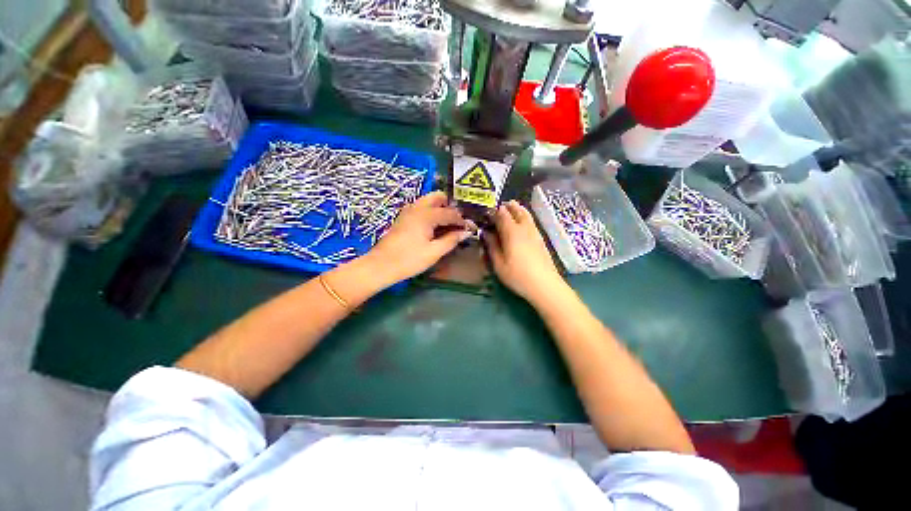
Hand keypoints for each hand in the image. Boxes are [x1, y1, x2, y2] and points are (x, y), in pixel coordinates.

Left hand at [368, 191, 470, 283]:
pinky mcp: (403, 218)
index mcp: (426, 215)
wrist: (381, 266)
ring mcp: (408, 211)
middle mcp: (417, 207)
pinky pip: (421, 208)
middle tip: (457, 221)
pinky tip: (434, 227)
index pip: (450, 213)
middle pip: (437, 197)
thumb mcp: (434, 252)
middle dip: (450, 206)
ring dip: (440, 208)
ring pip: (428, 201)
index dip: (461, 220)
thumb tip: (466, 232)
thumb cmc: (409, 260)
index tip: (470, 228)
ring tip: (448, 224)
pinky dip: (431, 212)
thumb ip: (451, 240)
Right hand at [483, 201, 565, 303]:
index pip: (502, 214)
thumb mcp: (498, 263)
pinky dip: (524, 218)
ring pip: (526, 214)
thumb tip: (486, 232)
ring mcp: (535, 233)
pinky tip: (520, 226)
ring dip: (517, 210)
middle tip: (498, 209)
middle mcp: (525, 228)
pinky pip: (531, 222)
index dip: (493, 211)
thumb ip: (491, 245)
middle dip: (507, 206)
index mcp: (512, 231)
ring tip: (509, 212)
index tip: (486, 214)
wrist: (545, 285)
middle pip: (517, 210)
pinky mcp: (541, 239)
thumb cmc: (517, 275)